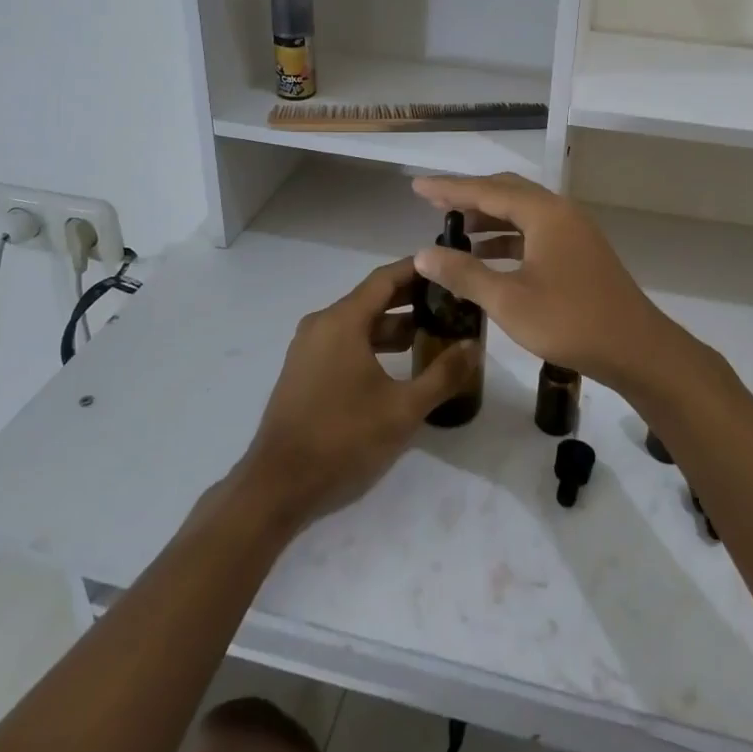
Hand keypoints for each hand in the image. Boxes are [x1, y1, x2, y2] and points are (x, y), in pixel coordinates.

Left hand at [241, 257, 475, 527]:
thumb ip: (443, 374)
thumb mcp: (403, 409)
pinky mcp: (304, 371)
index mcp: (343, 321)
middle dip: (411, 298)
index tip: (448, 266)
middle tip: (450, 302)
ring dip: (393, 325)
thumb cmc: (344, 438)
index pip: (386, 278)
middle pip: (372, 298)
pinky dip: (372, 343)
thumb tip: (474, 346)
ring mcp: (308, 348)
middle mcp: (322, 324)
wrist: (278, 485)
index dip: (418, 269)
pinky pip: (344, 342)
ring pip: (358, 323)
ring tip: (432, 333)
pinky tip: (398, 363)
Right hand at [410, 173, 693, 394]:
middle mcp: (560, 212)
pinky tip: (487, 257)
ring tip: (454, 231)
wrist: (636, 349)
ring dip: (488, 218)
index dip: (449, 189)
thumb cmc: (570, 321)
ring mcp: (574, 232)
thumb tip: (422, 254)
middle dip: (469, 197)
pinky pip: (535, 232)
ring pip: (522, 213)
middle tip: (434, 204)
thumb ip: (464, 273)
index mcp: (544, 213)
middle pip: (507, 193)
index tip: (418, 187)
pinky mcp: (579, 253)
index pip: (487, 190)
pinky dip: (507, 238)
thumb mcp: (508, 300)